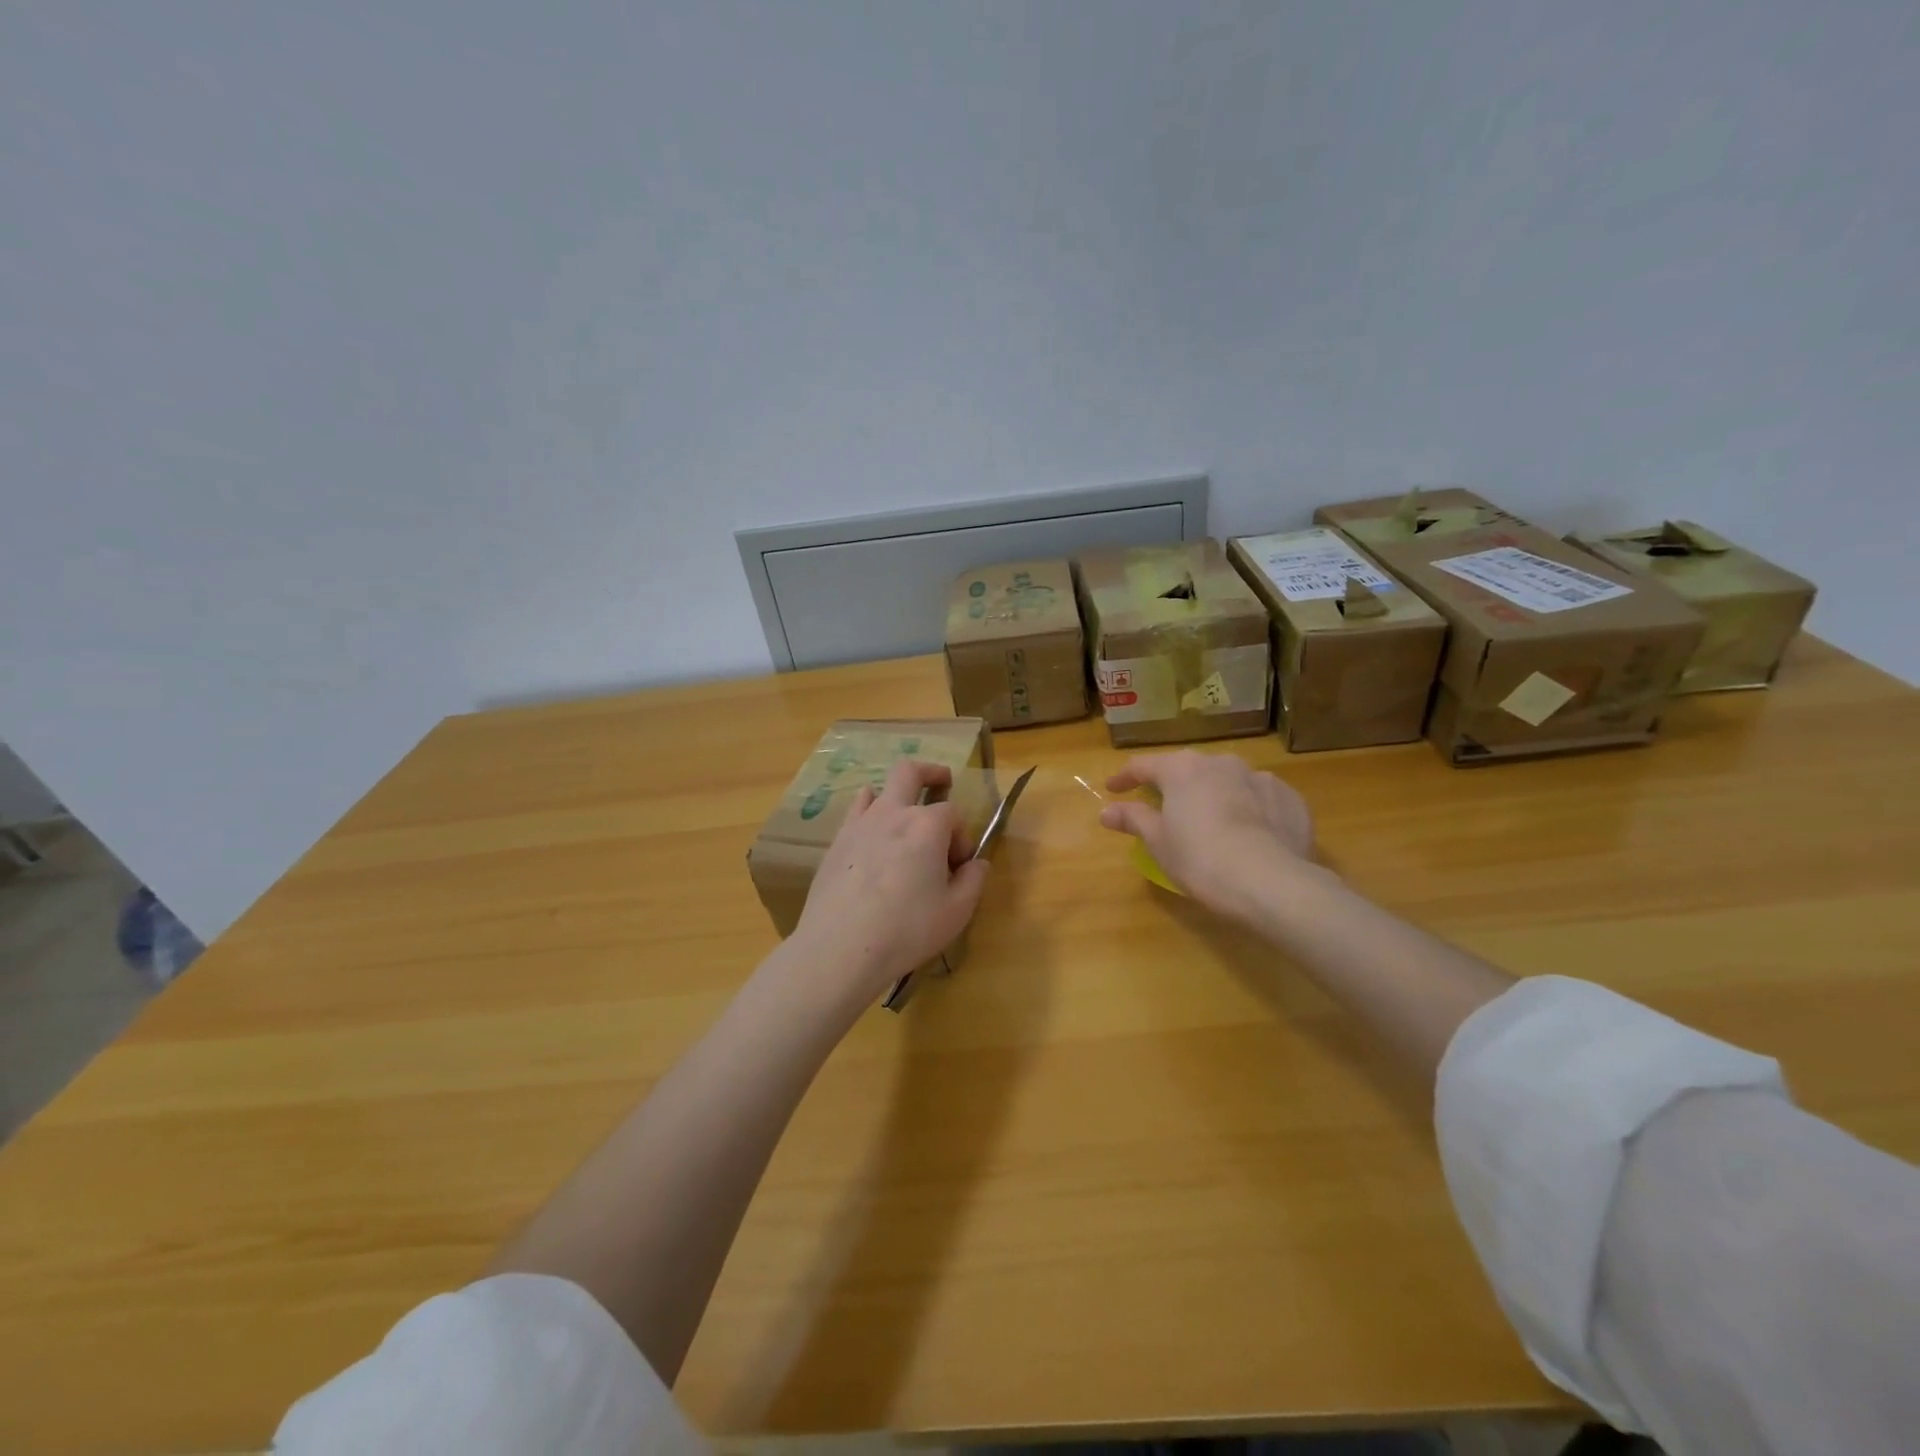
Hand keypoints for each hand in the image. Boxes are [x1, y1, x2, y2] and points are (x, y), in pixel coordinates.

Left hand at [789, 759, 991, 1006]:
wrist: (841, 947)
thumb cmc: (907, 929)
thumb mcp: (956, 912)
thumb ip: (973, 881)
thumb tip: (977, 864)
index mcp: (927, 826)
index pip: (953, 814)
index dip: (961, 836)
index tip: (960, 865)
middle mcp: (893, 813)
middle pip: (911, 772)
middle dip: (931, 773)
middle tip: (942, 780)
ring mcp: (860, 824)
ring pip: (879, 789)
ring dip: (897, 795)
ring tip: (904, 815)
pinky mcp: (837, 842)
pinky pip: (855, 812)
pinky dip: (868, 812)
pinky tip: (872, 832)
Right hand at [1099, 750, 1320, 923]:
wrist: (1271, 881)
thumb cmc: (1200, 858)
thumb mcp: (1158, 842)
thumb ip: (1133, 819)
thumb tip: (1107, 811)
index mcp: (1183, 769)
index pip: (1144, 765)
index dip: (1125, 778)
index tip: (1112, 790)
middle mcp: (1221, 763)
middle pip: (1189, 769)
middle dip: (1174, 786)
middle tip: (1164, 807)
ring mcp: (1260, 777)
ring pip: (1228, 781)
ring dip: (1215, 795)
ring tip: (1211, 822)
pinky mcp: (1290, 798)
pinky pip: (1260, 798)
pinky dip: (1250, 809)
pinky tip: (1250, 833)